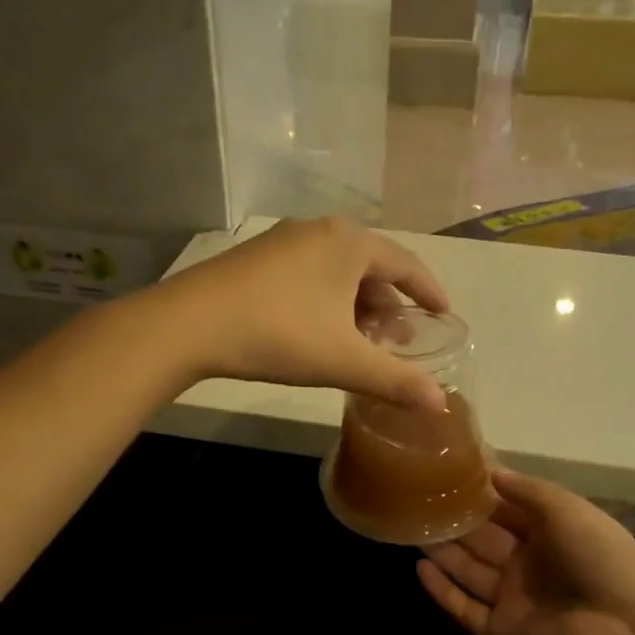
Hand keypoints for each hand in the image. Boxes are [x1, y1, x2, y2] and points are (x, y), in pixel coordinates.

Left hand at [159, 218, 450, 409]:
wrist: (190, 325)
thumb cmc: (279, 334)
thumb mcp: (344, 361)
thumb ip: (395, 381)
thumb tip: (440, 403)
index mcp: (349, 243)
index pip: (405, 265)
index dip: (429, 292)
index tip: (444, 315)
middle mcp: (319, 231)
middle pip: (370, 268)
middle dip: (389, 306)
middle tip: (399, 342)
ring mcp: (284, 241)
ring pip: (337, 273)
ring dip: (357, 308)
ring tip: (362, 343)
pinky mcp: (257, 258)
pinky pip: (310, 276)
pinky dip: (328, 302)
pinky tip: (321, 333)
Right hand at [417, 470, 634, 634]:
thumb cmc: (602, 562)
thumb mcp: (569, 511)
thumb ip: (528, 491)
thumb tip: (491, 472)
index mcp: (553, 535)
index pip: (509, 510)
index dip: (482, 494)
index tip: (447, 473)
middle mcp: (531, 566)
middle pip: (484, 540)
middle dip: (455, 521)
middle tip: (417, 499)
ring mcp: (514, 601)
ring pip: (470, 571)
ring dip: (443, 551)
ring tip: (410, 526)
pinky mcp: (500, 632)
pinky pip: (465, 607)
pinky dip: (442, 591)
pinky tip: (418, 568)